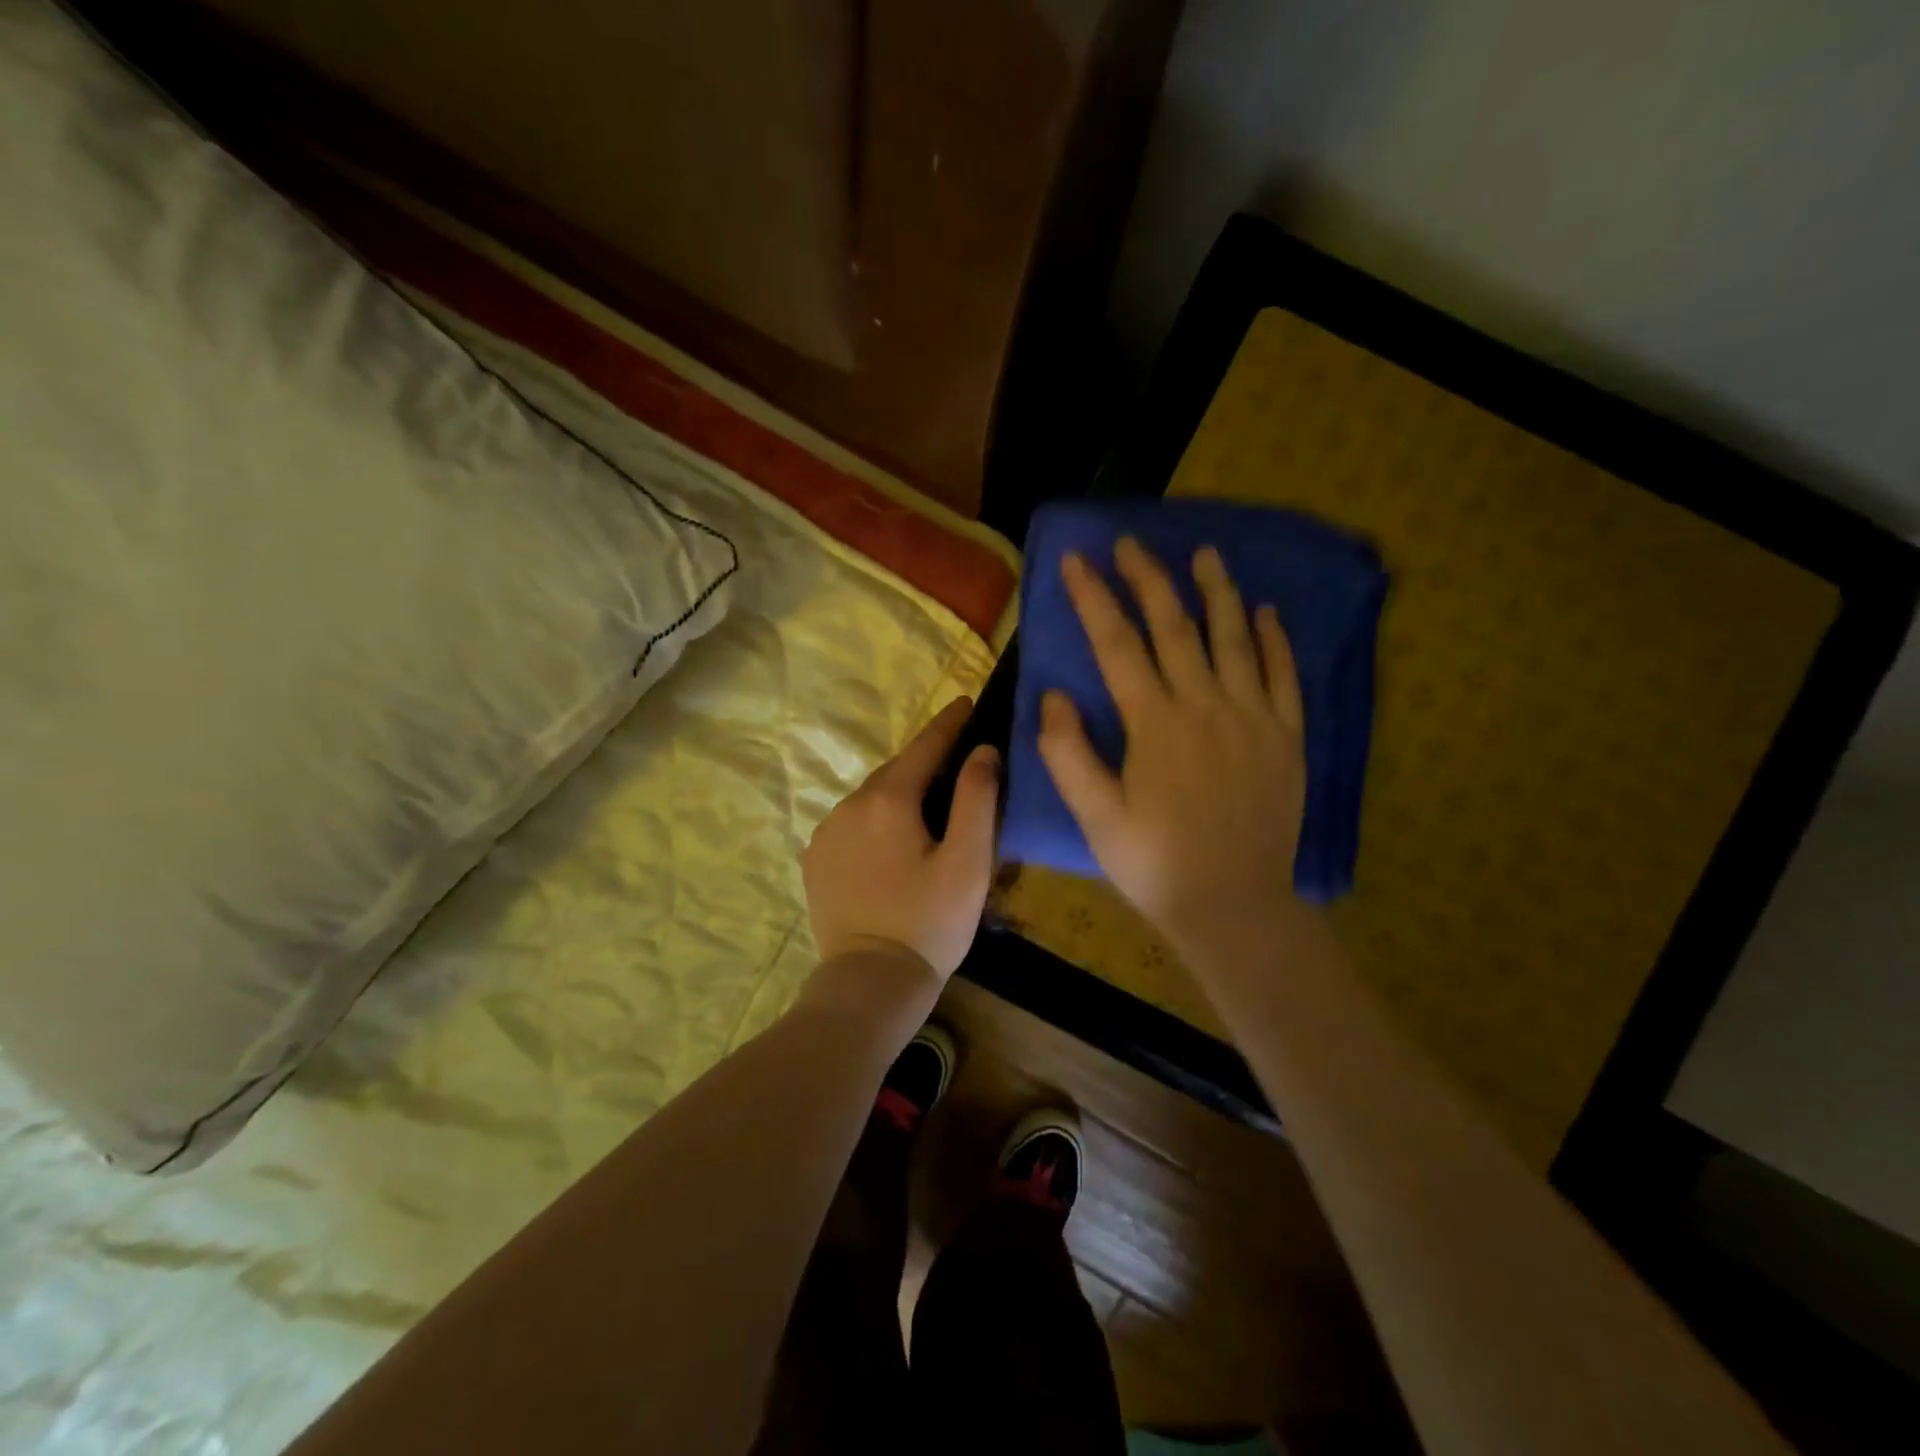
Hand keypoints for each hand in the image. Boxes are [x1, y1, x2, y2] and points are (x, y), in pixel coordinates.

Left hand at [803, 696, 999, 978]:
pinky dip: (876, 818)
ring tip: (929, 805)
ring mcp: (826, 831)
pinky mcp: (816, 858)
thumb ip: (978, 799)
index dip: (950, 723)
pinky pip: (853, 822)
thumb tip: (983, 750)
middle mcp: (850, 804)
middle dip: (927, 760)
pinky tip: (892, 839)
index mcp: (890, 800)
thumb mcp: (969, 862)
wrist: (871, 981)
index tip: (968, 702)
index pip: (925, 746)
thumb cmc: (930, 922)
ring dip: (900, 792)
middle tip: (957, 759)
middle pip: (897, 770)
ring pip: (872, 796)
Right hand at [1038, 539, 1306, 952]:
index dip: (1094, 597)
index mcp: (1155, 723)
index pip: (1117, 644)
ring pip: (1234, 638)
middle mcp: (1206, 705)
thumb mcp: (1095, 816)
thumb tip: (1055, 695)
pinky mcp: (1286, 737)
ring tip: (1205, 553)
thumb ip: (1068, 753)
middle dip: (1149, 579)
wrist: (1233, 905)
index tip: (1078, 560)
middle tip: (1131, 543)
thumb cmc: (1154, 863)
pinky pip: (1284, 675)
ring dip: (1217, 592)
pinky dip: (1275, 640)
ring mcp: (1253, 717)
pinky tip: (1267, 612)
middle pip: (1175, 626)